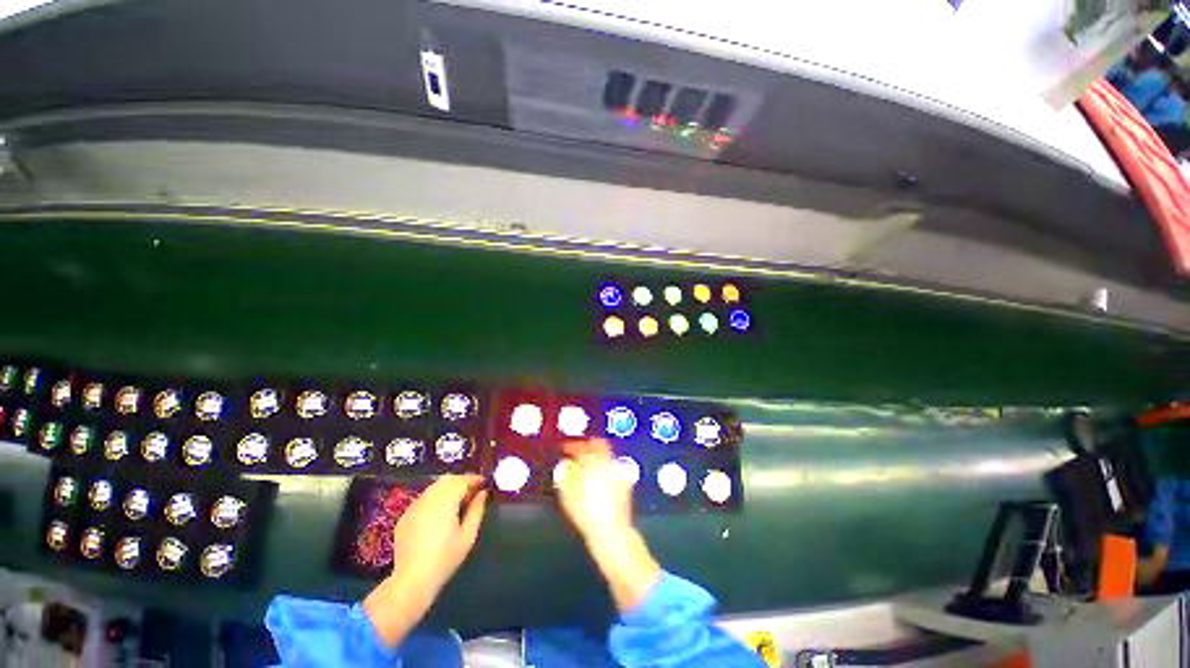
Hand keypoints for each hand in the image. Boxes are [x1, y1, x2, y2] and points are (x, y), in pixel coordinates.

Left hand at [363, 474, 487, 645]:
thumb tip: (483, 493)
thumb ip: (477, 510)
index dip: (474, 479)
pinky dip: (434, 498)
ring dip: (447, 488)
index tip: (484, 483)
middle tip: (472, 490)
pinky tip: (439, 513)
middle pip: (447, 479)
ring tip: (457, 501)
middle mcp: (428, 499)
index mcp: (445, 502)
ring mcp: (413, 507)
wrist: (412, 581)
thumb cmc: (445, 559)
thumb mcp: (468, 536)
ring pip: (434, 487)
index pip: (462, 480)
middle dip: (461, 481)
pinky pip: (423, 498)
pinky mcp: (404, 516)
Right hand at [557, 440, 660, 612]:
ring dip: (598, 454)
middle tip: (580, 449)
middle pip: (600, 445)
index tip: (566, 447)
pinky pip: (613, 466)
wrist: (612, 533)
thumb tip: (563, 467)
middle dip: (589, 444)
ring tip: (588, 462)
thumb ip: (564, 478)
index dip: (573, 445)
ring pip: (608, 454)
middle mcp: (608, 464)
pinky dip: (605, 466)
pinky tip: (600, 475)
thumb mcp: (568, 498)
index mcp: (593, 465)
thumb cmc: (587, 516)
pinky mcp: (625, 482)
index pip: (583, 447)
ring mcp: (618, 472)